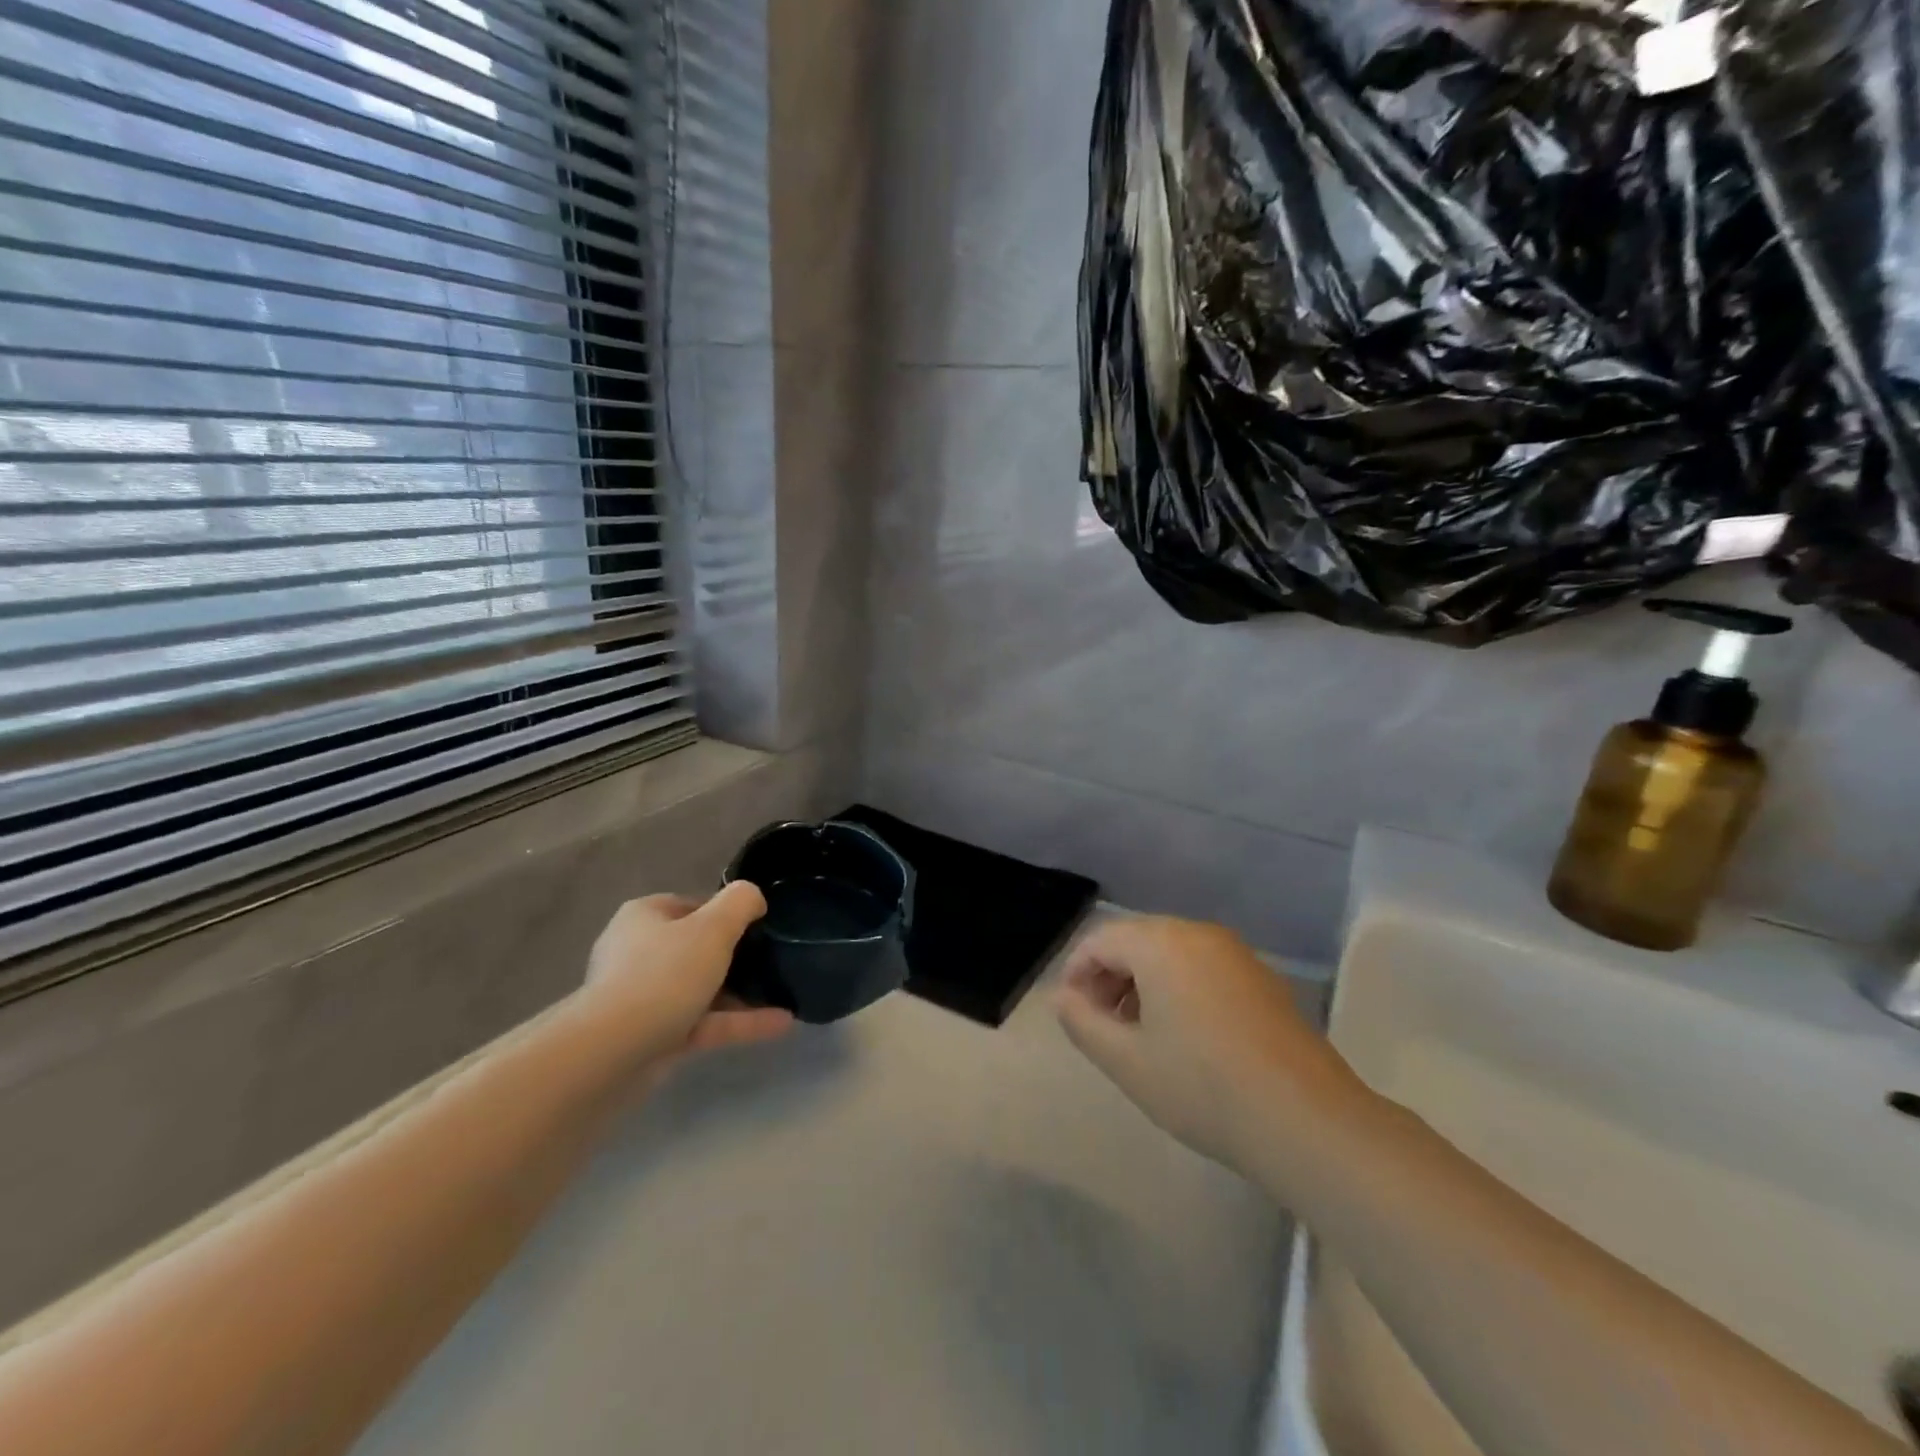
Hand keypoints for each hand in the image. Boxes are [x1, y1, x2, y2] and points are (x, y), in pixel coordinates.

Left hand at [582, 883, 792, 1071]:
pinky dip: (737, 1022)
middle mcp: (637, 953)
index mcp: (644, 917)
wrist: (612, 1051)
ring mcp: (641, 998)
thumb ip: (741, 903)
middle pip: (695, 949)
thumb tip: (754, 899)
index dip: (725, 914)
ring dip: (741, 994)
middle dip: (734, 957)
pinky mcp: (651, 1036)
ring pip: (700, 989)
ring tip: (783, 995)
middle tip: (770, 961)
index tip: (757, 927)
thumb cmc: (664, 974)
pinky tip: (780, 1023)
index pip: (691, 906)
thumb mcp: (714, 927)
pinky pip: (701, 1023)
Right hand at [1055, 915, 1366, 1192]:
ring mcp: (1236, 953)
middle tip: (1101, 1026)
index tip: (1071, 1014)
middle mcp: (1198, 933)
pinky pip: (1203, 968)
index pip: (1100, 940)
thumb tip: (1064, 997)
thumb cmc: (1202, 1087)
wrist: (1307, 1121)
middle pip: (1136, 940)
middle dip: (1109, 977)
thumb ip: (1082, 1022)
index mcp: (1161, 943)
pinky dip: (1179, 989)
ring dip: (1143, 983)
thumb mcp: (1126, 1061)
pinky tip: (1185, 1037)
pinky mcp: (1262, 978)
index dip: (1076, 973)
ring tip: (1138, 1035)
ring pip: (1171, 954)